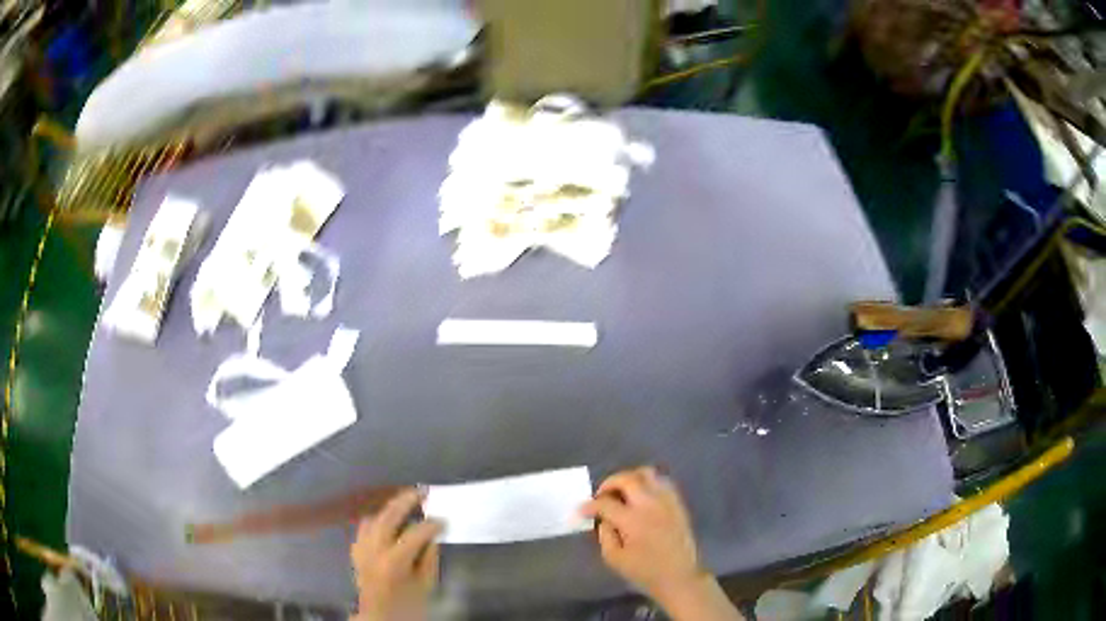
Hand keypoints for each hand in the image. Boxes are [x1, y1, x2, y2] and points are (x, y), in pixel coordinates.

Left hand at [350, 489, 442, 620]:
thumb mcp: (426, 584)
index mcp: (394, 561)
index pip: (414, 533)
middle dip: (405, 501)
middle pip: (387, 517)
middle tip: (421, 492)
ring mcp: (361, 550)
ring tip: (405, 503)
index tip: (444, 520)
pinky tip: (387, 523)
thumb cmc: (408, 605)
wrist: (381, 618)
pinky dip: (376, 521)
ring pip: (372, 519)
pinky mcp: (356, 552)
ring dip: (389, 509)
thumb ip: (429, 558)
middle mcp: (374, 550)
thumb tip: (432, 535)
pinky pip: (364, 528)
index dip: (431, 525)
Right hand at [580, 467, 699, 599]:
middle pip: (627, 479)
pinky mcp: (678, 503)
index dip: (590, 506)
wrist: (679, 576)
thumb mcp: (615, 559)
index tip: (582, 511)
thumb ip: (605, 535)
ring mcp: (667, 501)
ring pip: (647, 473)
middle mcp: (650, 504)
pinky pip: (662, 481)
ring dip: (630, 478)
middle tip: (601, 496)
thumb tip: (604, 520)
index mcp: (632, 520)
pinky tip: (641, 496)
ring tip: (621, 492)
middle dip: (609, 483)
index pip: (606, 503)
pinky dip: (648, 483)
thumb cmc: (645, 571)